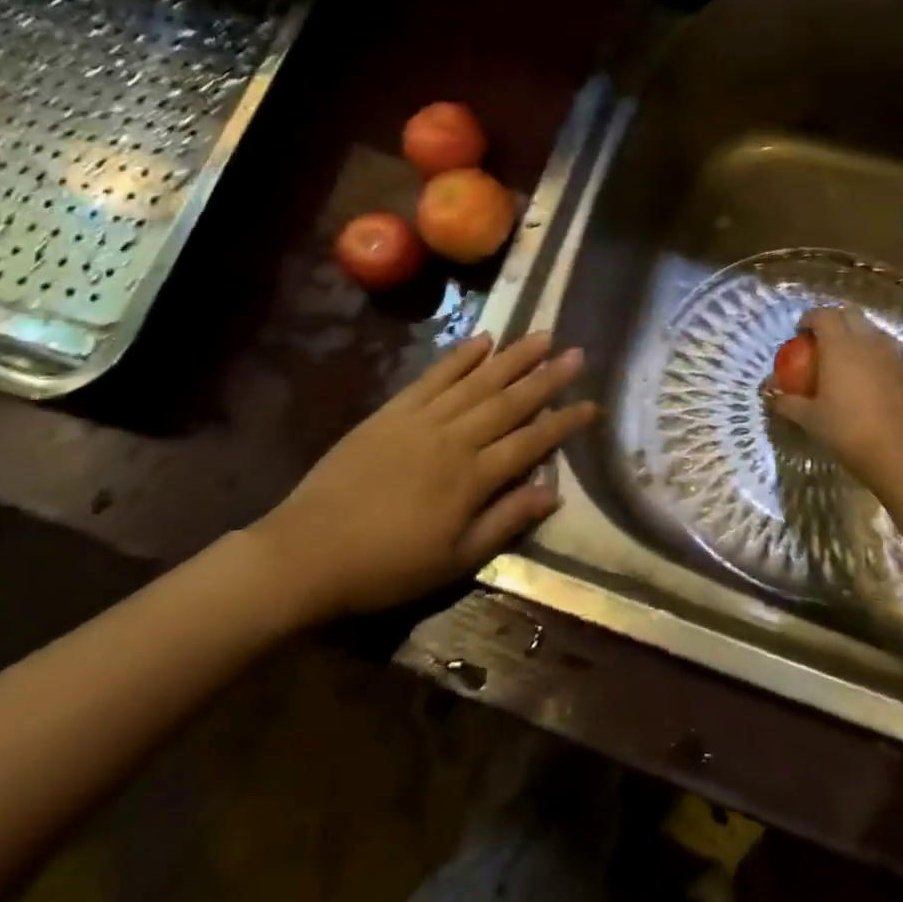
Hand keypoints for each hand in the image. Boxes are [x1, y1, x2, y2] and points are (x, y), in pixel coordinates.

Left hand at [243, 332, 597, 625]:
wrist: (309, 551)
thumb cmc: (387, 566)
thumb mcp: (454, 560)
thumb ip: (506, 521)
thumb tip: (553, 491)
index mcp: (473, 478)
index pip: (532, 441)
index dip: (565, 422)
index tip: (593, 404)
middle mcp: (455, 439)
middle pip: (510, 402)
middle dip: (547, 377)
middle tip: (577, 352)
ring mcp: (423, 419)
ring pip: (478, 381)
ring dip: (513, 357)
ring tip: (542, 335)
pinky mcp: (393, 410)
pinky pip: (433, 377)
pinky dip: (459, 357)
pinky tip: (483, 340)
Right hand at [768, 307, 902, 491]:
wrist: (901, 454)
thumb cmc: (848, 431)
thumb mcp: (810, 419)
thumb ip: (788, 402)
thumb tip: (770, 394)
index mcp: (840, 346)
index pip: (823, 315)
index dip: (809, 318)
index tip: (799, 332)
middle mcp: (868, 342)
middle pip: (850, 315)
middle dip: (834, 320)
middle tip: (821, 339)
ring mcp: (893, 356)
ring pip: (873, 331)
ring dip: (857, 335)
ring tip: (846, 356)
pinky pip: (889, 353)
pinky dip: (875, 356)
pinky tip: (869, 379)